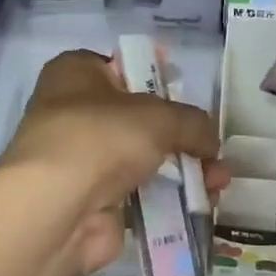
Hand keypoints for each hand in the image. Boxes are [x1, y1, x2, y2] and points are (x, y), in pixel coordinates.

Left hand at [0, 49, 225, 275]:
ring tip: (219, 182)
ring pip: (143, 159)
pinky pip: (140, 194)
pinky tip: (202, 203)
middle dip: (181, 135)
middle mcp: (73, 112)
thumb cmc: (100, 137)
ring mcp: (83, 160)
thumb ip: (193, 123)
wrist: (57, 209)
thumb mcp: (159, 116)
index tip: (187, 92)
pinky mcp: (93, 200)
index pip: (123, 66)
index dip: (158, 77)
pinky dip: (169, 198)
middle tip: (212, 149)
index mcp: (76, 73)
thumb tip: (210, 142)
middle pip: (139, 118)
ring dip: (184, 170)